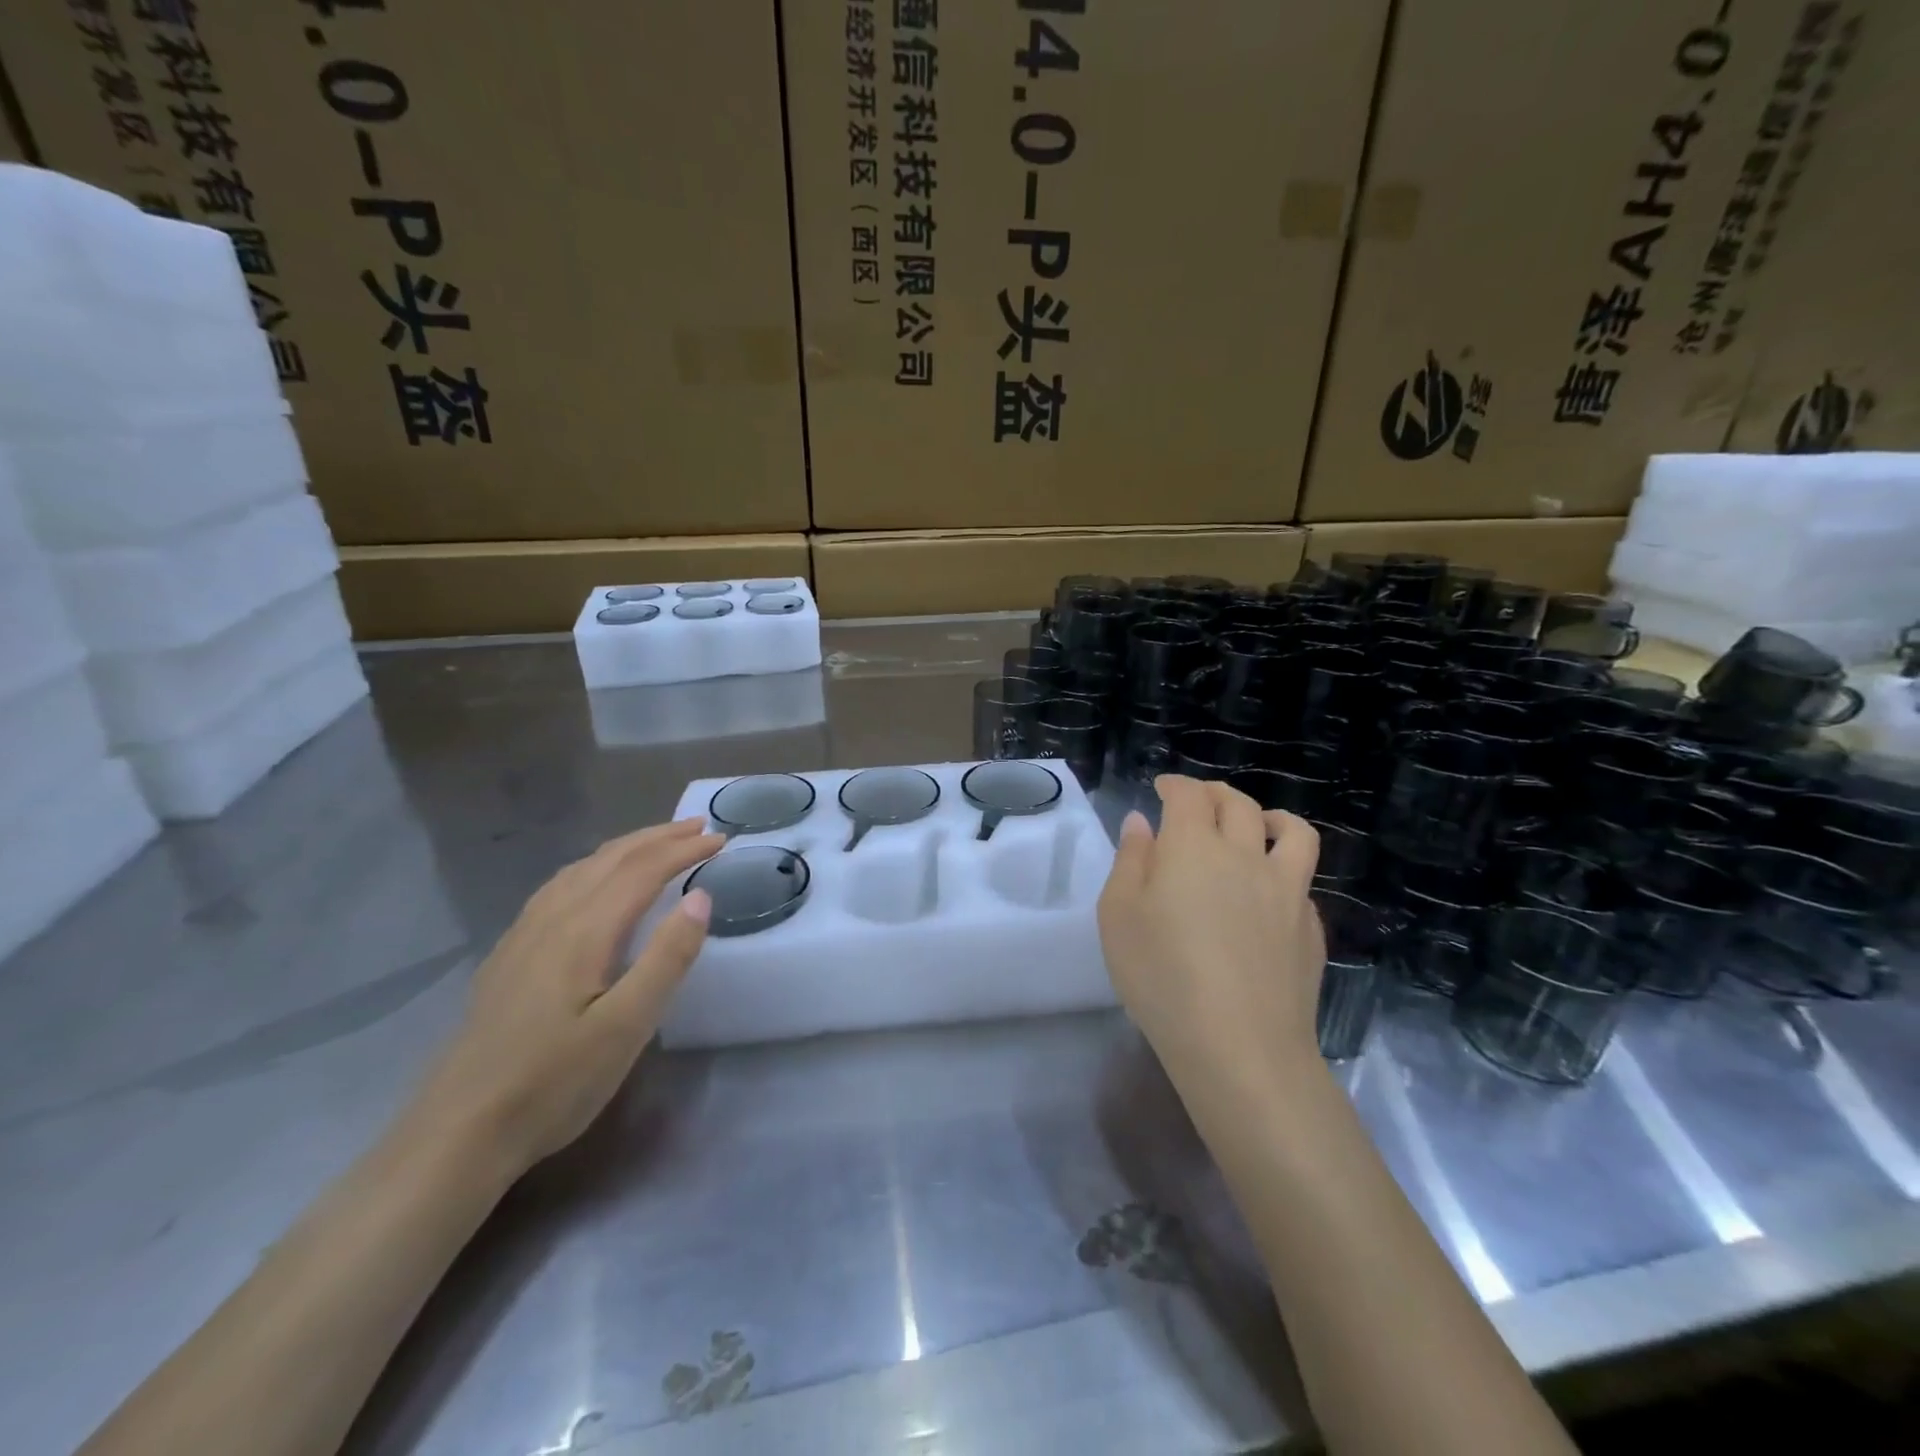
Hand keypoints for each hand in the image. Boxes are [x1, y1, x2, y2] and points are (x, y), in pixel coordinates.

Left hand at [410, 818, 722, 1179]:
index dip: (684, 849)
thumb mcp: (627, 1027)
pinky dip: (593, 867)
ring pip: (580, 869)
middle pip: (610, 859)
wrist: (458, 1134)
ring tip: (657, 844)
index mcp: (583, 930)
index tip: (722, 839)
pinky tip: (593, 884)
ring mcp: (523, 935)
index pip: (642, 870)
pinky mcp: (508, 956)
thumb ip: (667, 958)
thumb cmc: (554, 1083)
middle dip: (658, 837)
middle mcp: (551, 919)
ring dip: (625, 848)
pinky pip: (559, 887)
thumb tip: (701, 897)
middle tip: (699, 827)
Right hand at [1097, 776, 1325, 1092]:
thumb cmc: (1162, 977)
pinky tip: (1268, 896)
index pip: (1188, 795)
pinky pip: (1302, 881)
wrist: (1239, 1046)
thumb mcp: (1119, 916)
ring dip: (1270, 817)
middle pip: (1238, 804)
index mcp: (1193, 847)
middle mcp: (1245, 855)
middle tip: (1198, 803)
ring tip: (1258, 826)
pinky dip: (1284, 872)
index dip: (1174, 784)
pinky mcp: (1310, 927)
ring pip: (1292, 832)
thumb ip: (1130, 861)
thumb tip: (1141, 823)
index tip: (1161, 789)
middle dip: (1214, 794)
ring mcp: (1286, 890)